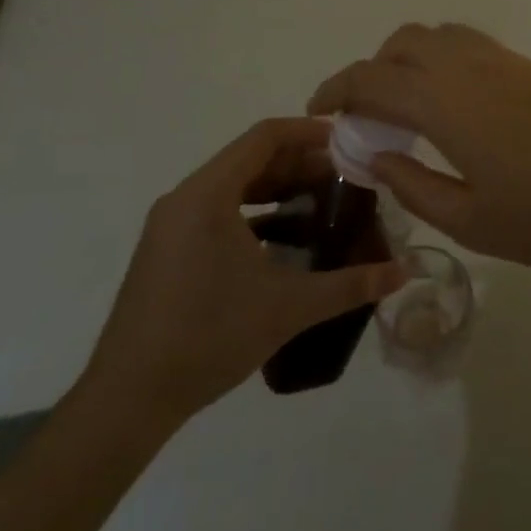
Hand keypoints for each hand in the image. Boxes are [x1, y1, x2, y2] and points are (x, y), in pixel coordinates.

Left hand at [75, 118, 406, 431]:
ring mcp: (171, 224)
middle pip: (249, 158)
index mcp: (208, 194)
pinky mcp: (167, 249)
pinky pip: (217, 211)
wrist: (127, 399)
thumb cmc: (208, 337)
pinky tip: (283, 240)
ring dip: (276, 188)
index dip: (308, 132)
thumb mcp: (287, 308)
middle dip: (299, 163)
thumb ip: (348, 285)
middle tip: (344, 176)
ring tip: (321, 203)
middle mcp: (185, 197)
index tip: (346, 141)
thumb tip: (404, 273)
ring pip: (233, 185)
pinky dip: (254, 212)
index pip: (264, 137)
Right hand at [308, 25, 530, 280]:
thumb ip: (413, 185)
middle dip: (372, 69)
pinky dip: (444, 59)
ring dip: (410, 58)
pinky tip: (457, 105)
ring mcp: (504, 60)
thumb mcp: (469, 219)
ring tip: (410, 106)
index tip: (318, 112)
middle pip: (402, 42)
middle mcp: (468, 66)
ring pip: (439, 35)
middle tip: (367, 115)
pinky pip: (471, 44)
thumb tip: (374, 157)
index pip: (370, 78)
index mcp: (443, 101)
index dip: (335, 89)